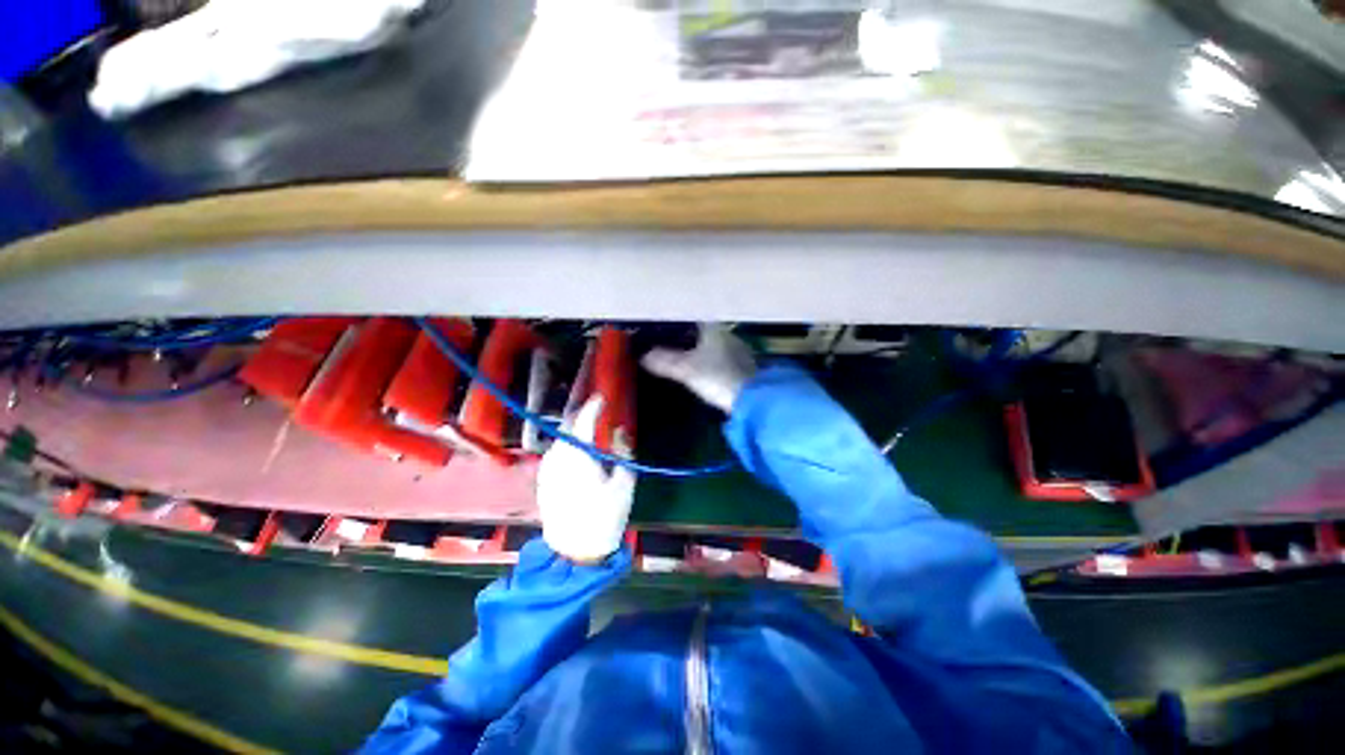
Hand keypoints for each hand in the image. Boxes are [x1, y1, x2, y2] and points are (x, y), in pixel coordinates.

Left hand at [537, 397, 635, 562]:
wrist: (574, 553)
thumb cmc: (604, 518)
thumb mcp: (624, 484)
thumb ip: (623, 452)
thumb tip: (619, 431)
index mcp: (577, 457)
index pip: (582, 421)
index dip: (593, 406)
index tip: (602, 398)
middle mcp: (557, 458)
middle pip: (567, 427)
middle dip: (582, 415)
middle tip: (598, 411)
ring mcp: (547, 469)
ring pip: (560, 439)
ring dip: (574, 430)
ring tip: (590, 428)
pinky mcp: (543, 480)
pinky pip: (556, 452)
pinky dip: (568, 444)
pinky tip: (578, 449)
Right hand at [641, 324, 756, 412]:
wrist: (752, 398)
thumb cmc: (717, 377)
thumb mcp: (686, 370)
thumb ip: (664, 361)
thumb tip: (644, 356)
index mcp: (714, 330)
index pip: (693, 319)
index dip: (677, 322)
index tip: (663, 328)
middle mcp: (728, 336)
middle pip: (703, 332)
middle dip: (687, 337)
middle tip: (668, 344)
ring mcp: (739, 351)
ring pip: (714, 345)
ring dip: (699, 350)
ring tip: (682, 358)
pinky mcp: (744, 367)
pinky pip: (722, 358)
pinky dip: (710, 361)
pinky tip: (704, 371)